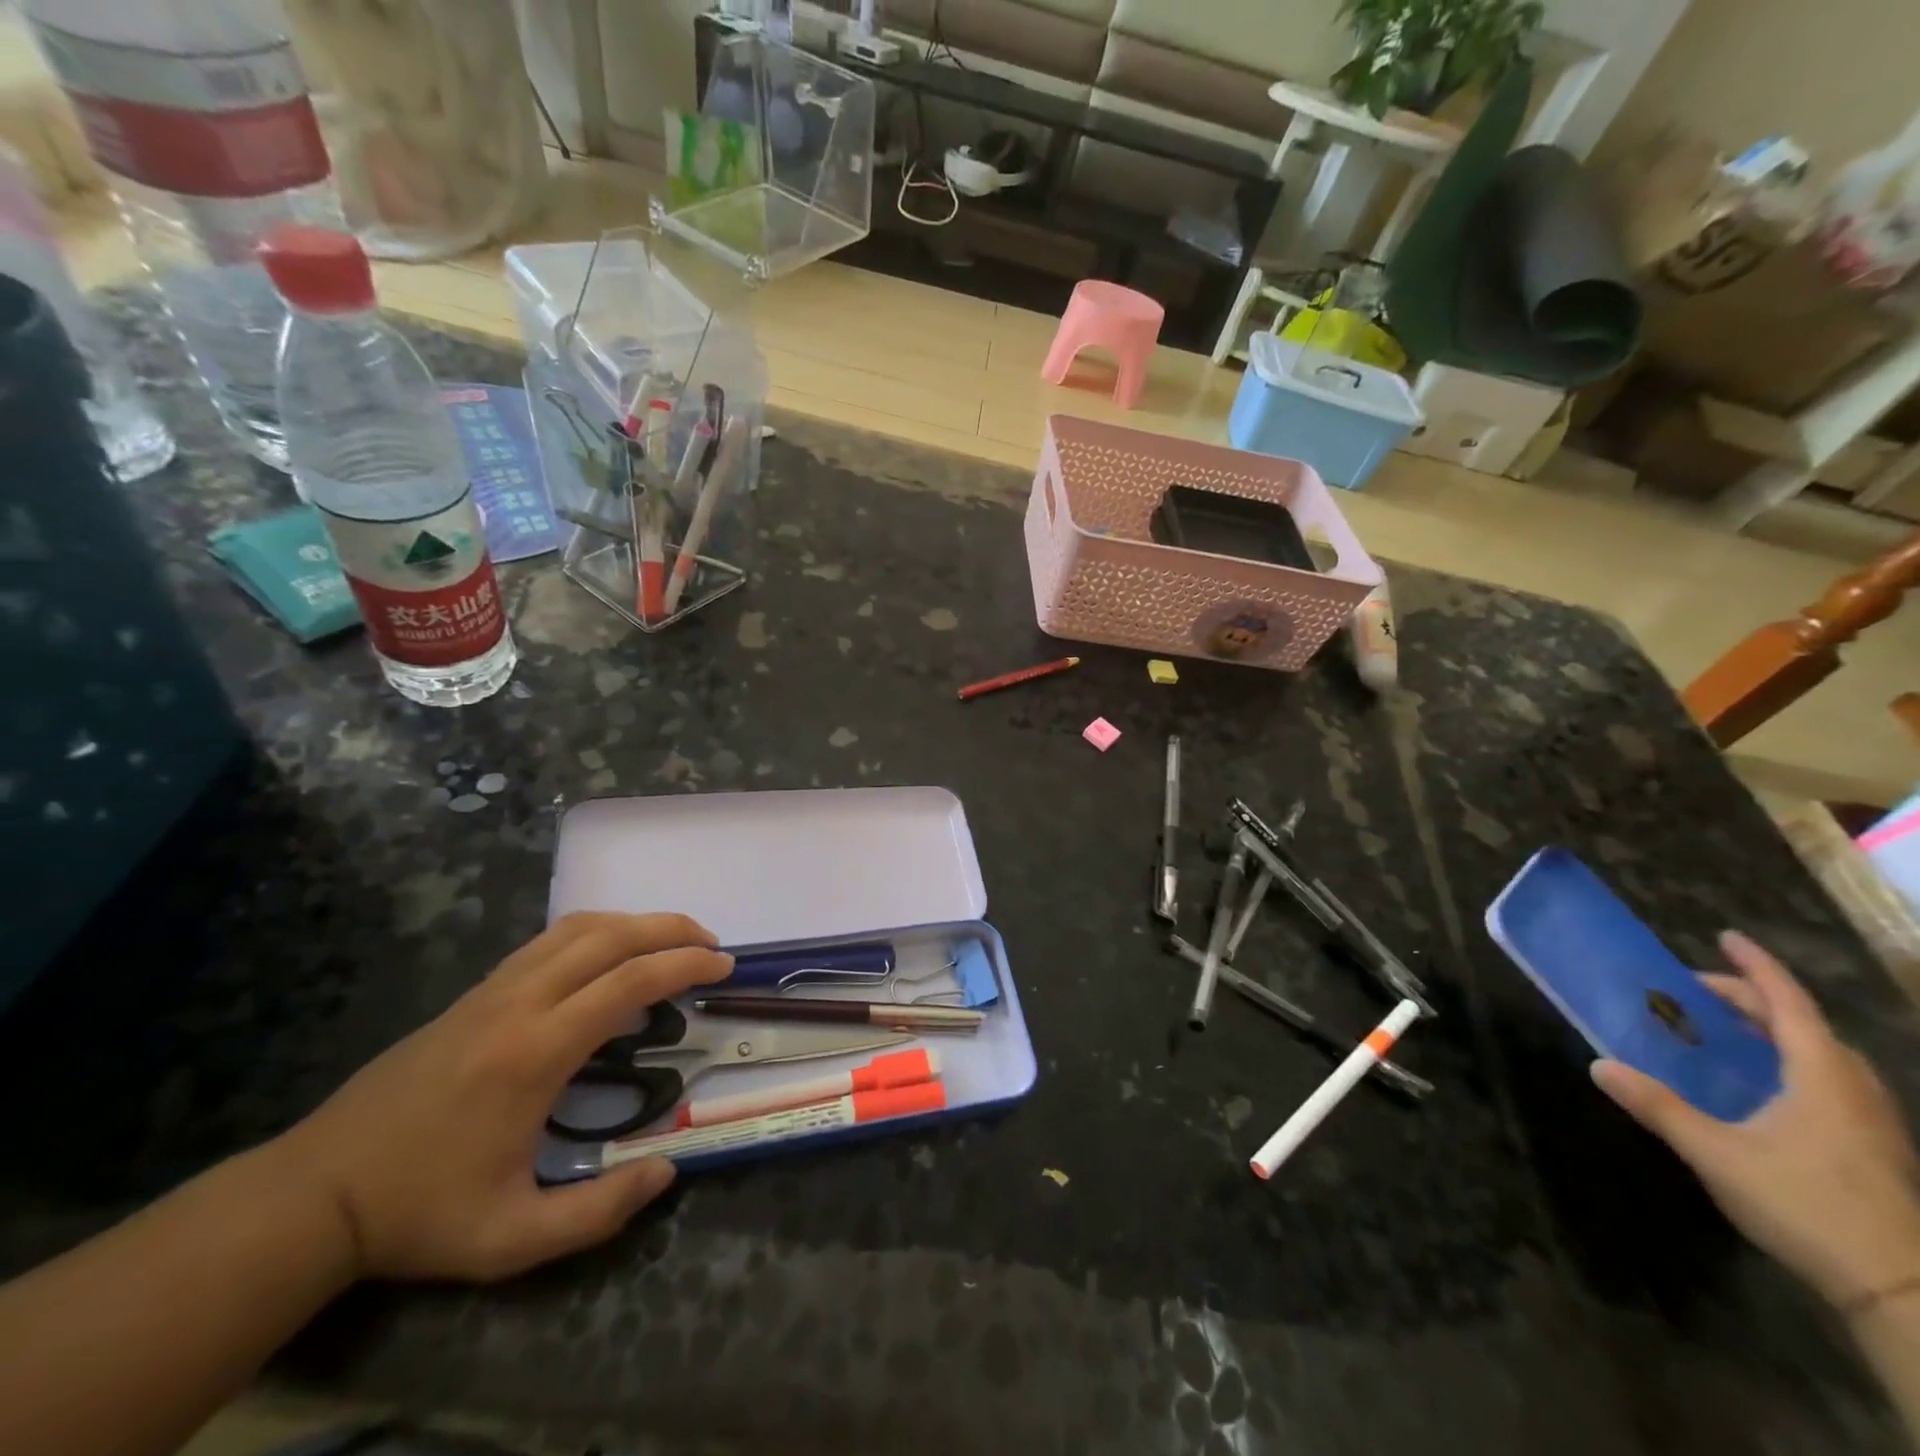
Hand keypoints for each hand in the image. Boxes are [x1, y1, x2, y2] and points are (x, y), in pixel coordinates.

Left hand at [276, 913, 732, 1282]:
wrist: (314, 1194)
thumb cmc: (419, 1213)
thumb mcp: (510, 1239)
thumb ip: (597, 1212)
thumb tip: (665, 1170)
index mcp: (535, 1052)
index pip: (628, 982)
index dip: (684, 964)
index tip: (723, 965)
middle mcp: (518, 1002)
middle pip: (609, 936)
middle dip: (670, 930)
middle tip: (711, 945)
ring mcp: (492, 990)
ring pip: (577, 928)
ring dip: (635, 923)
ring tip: (671, 941)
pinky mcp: (475, 993)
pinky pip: (549, 941)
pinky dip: (596, 932)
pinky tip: (609, 957)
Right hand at [1592, 930, 1919, 1308]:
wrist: (1903, 1293)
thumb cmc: (1806, 1205)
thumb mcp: (1715, 1153)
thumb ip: (1657, 1106)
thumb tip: (1600, 1065)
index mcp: (1821, 1077)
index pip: (1788, 1003)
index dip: (1757, 967)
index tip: (1727, 937)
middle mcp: (1854, 1089)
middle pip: (1806, 1026)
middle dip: (1754, 999)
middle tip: (1699, 992)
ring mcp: (1873, 1122)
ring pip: (1825, 1056)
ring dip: (1778, 1031)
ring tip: (1729, 1030)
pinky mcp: (1875, 1149)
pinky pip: (1831, 1082)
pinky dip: (1793, 1062)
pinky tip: (1764, 1085)